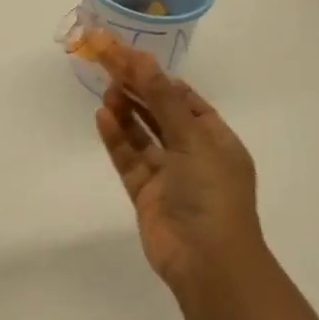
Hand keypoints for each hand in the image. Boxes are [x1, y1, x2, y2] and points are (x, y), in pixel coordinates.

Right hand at [93, 47, 264, 297]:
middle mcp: (193, 155)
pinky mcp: (146, 194)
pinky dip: (117, 138)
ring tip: (106, 90)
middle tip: (108, 64)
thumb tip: (142, 58)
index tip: (131, 57)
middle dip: (137, 89)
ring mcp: (169, 175)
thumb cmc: (211, 194)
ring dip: (126, 111)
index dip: (159, 78)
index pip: (185, 100)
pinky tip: (102, 117)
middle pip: (160, 113)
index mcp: (216, 140)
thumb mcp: (191, 139)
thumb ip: (162, 99)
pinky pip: (129, 159)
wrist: (207, 262)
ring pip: (143, 135)